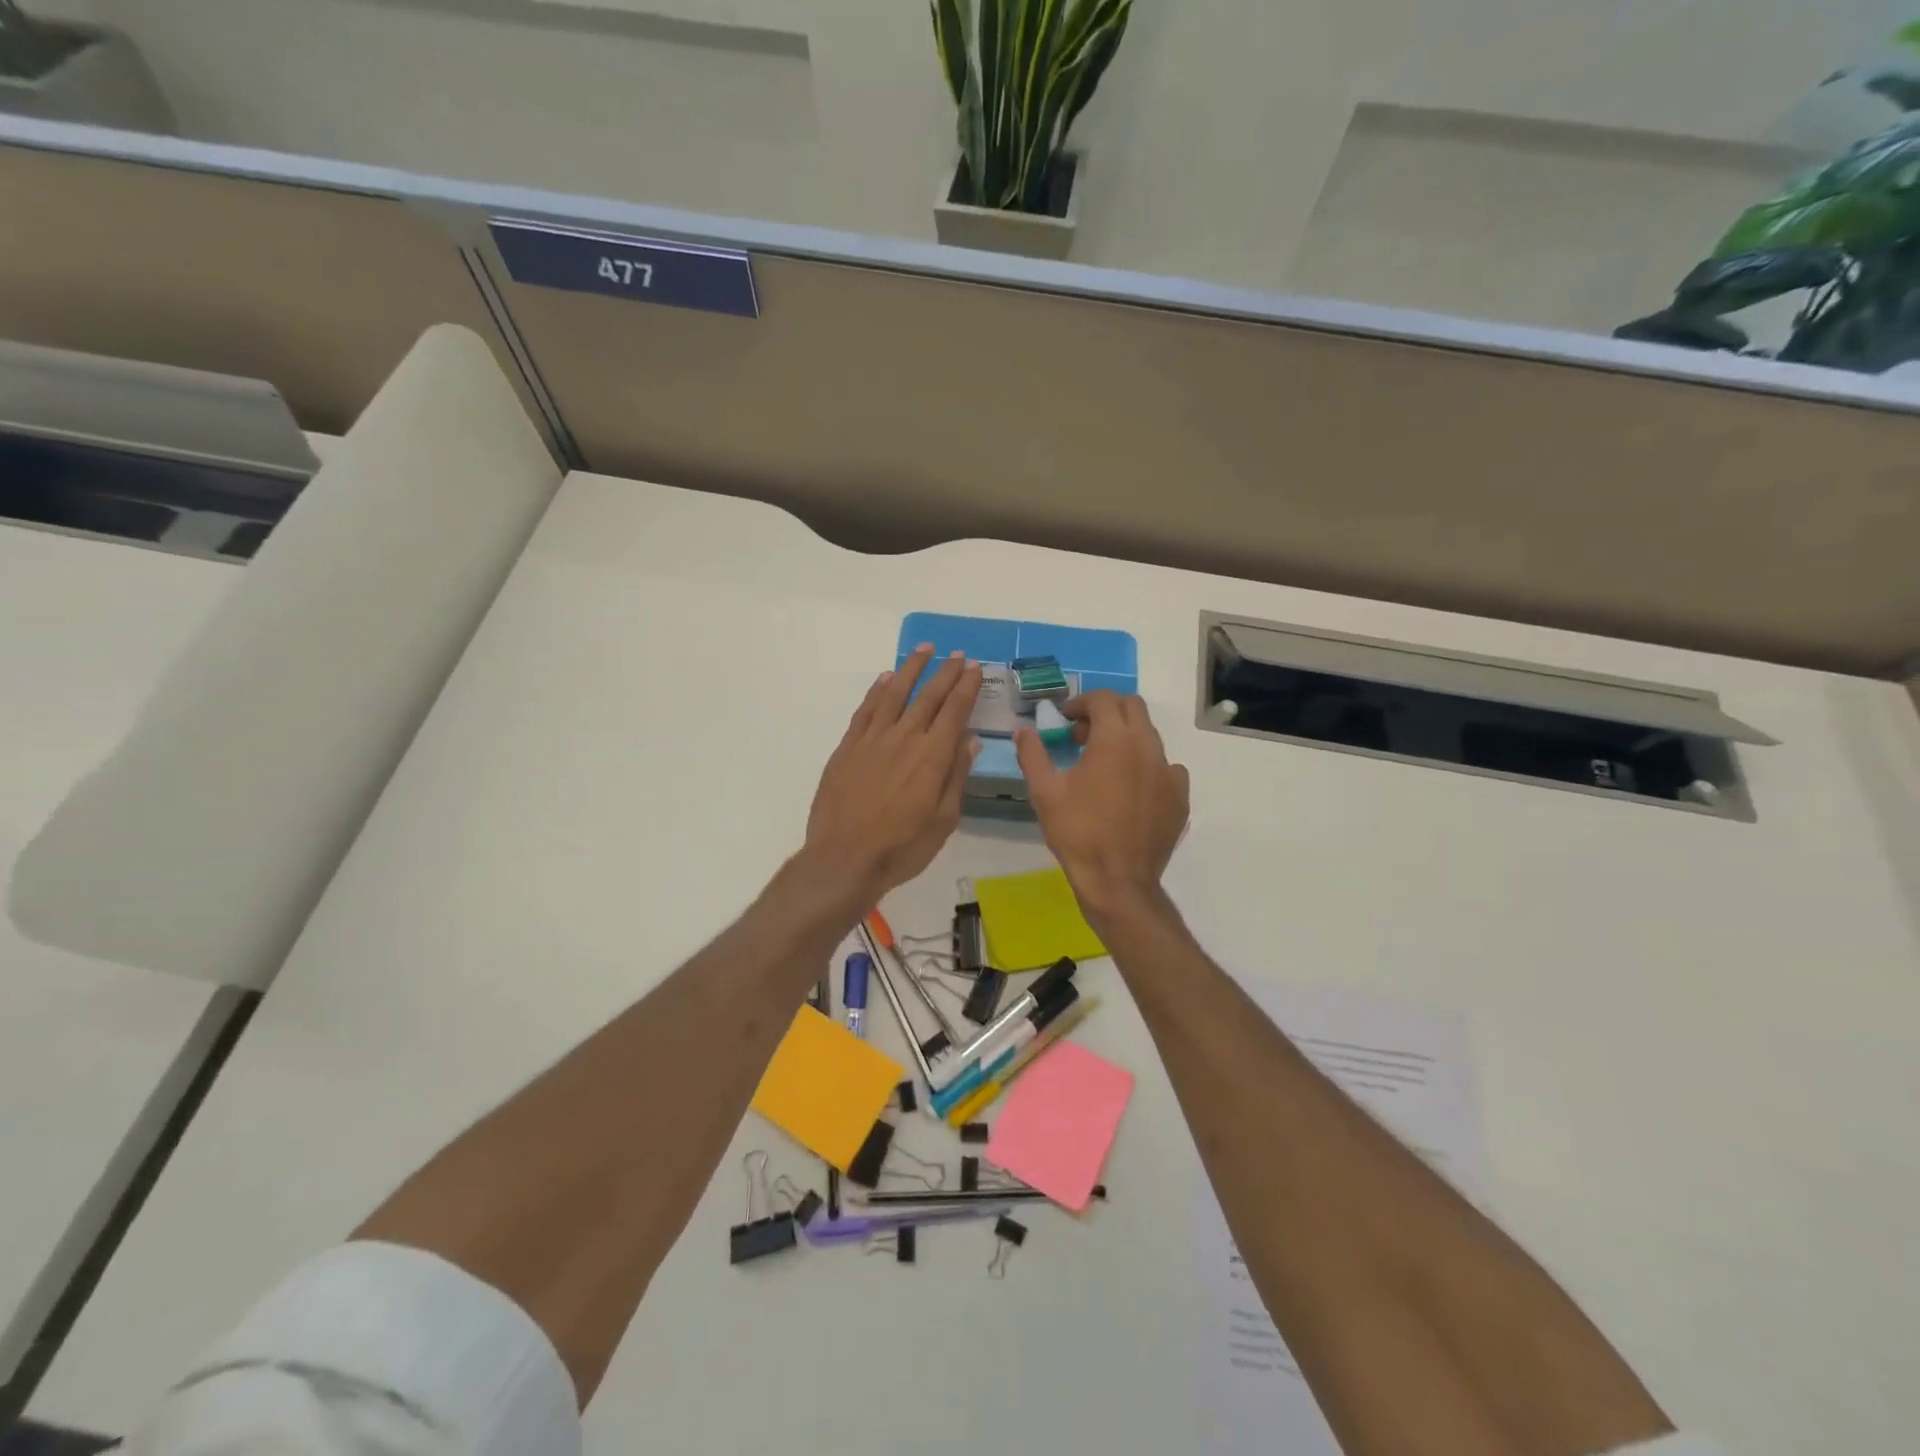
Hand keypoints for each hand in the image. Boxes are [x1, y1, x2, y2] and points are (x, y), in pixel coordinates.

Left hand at [805, 645, 981, 903]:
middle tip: (958, 655)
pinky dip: (877, 690)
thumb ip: (956, 776)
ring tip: (924, 650)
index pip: (954, 711)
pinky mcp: (848, 747)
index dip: (966, 687)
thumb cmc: (902, 847)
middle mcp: (904, 738)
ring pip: (895, 693)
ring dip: (911, 668)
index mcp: (932, 756)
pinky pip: (866, 709)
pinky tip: (886, 678)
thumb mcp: (944, 820)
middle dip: (946, 672)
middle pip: (928, 696)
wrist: (844, 859)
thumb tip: (970, 740)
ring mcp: (872, 739)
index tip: (975, 668)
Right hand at [1014, 691, 1189, 921]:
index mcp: (1114, 740)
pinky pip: (1167, 768)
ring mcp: (1169, 772)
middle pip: (1132, 707)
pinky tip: (1131, 789)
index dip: (1081, 703)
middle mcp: (1148, 747)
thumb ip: (1032, 754)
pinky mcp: (1180, 796)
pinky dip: (1147, 766)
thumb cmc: (1077, 833)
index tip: (1064, 720)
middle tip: (1083, 736)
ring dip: (1126, 738)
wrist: (1118, 881)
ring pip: (1150, 736)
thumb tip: (1022, 730)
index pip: (1103, 699)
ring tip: (1104, 765)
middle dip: (1106, 712)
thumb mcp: (1044, 792)